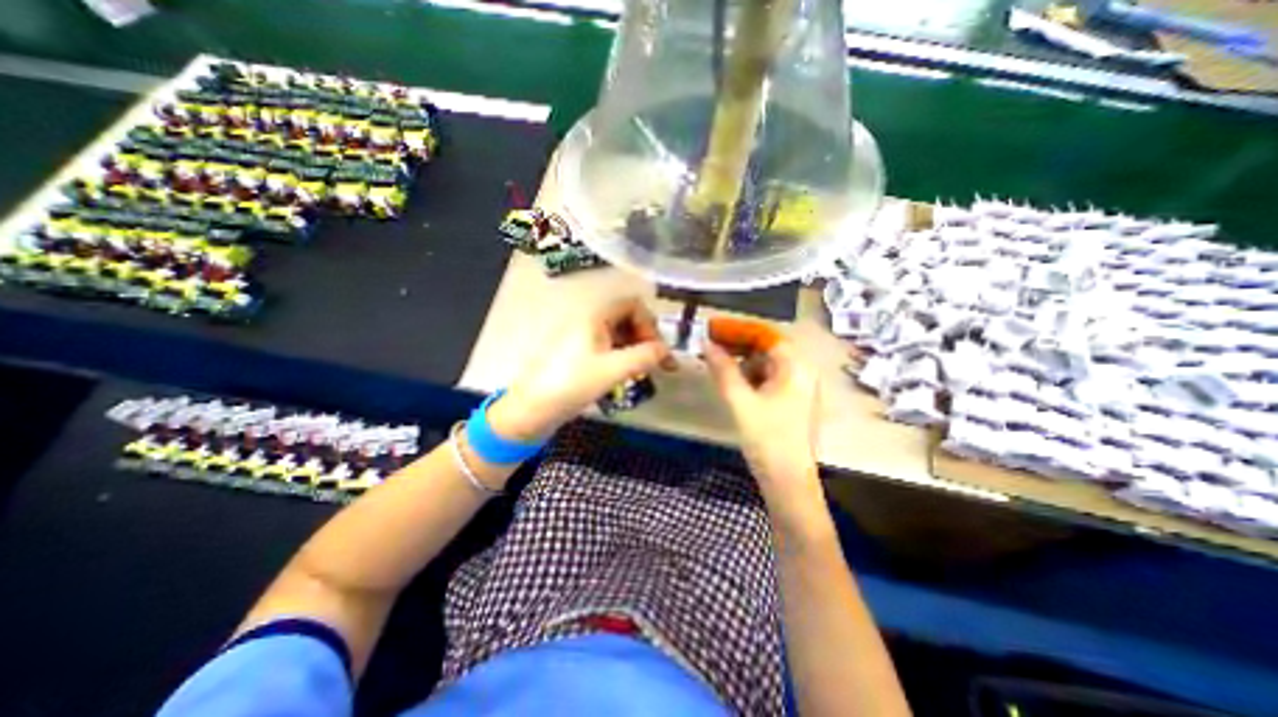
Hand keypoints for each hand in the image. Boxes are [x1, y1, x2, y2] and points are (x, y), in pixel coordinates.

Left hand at [490, 297, 673, 440]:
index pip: (633, 305)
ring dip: (637, 349)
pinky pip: (609, 348)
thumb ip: (645, 357)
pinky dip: (623, 357)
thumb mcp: (613, 370)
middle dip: (646, 338)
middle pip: (628, 319)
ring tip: (645, 371)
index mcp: (596, 316)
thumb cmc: (572, 384)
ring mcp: (584, 337)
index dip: (650, 324)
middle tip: (657, 362)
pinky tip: (627, 375)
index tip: (657, 350)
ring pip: (619, 335)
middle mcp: (590, 321)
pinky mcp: (580, 354)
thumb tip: (666, 351)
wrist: (533, 408)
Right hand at [704, 339, 823, 506]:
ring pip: (767, 364)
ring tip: (718, 364)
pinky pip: (769, 379)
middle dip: (739, 345)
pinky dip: (750, 376)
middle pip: (768, 348)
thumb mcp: (740, 401)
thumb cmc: (767, 439)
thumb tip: (707, 344)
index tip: (714, 328)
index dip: (739, 329)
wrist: (788, 482)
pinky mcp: (791, 402)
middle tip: (711, 345)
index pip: (766, 334)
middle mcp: (802, 372)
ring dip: (743, 360)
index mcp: (796, 367)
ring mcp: (798, 388)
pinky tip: (733, 382)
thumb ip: (723, 369)